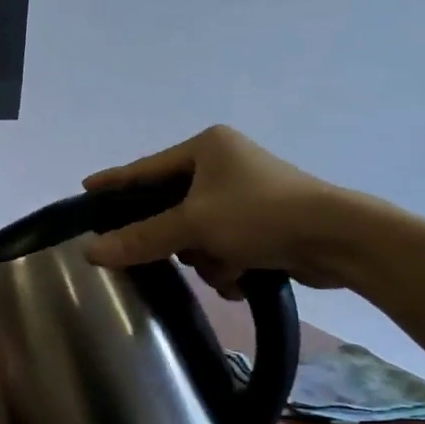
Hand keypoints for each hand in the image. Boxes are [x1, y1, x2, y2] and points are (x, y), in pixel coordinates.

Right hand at [84, 125, 351, 293]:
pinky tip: (243, 275)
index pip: (145, 168)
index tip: (86, 189)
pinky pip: (223, 246)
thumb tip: (90, 252)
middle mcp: (224, 166)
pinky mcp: (263, 223)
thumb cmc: (260, 215)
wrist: (338, 240)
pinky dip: (228, 265)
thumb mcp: (193, 225)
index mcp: (206, 148)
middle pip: (172, 209)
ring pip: (196, 235)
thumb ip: (140, 238)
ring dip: (207, 258)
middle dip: (178, 239)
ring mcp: (245, 195)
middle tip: (173, 251)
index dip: (115, 181)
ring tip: (226, 266)